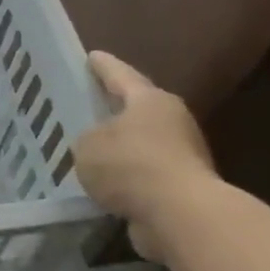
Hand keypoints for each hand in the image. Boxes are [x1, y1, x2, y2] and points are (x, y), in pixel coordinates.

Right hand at [74, 52, 217, 262]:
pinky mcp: (181, 187)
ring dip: (120, 149)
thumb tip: (97, 145)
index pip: (120, 75)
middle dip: (114, 110)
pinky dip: (126, 179)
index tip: (92, 56)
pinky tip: (104, 186)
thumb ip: (87, 138)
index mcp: (150, 100)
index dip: (103, 66)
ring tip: (91, 153)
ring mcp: (181, 155)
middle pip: (136, 110)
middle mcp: (172, 121)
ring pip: (141, 145)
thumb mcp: (88, 145)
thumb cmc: (131, 165)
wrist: (180, 214)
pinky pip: (144, 176)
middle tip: (90, 107)